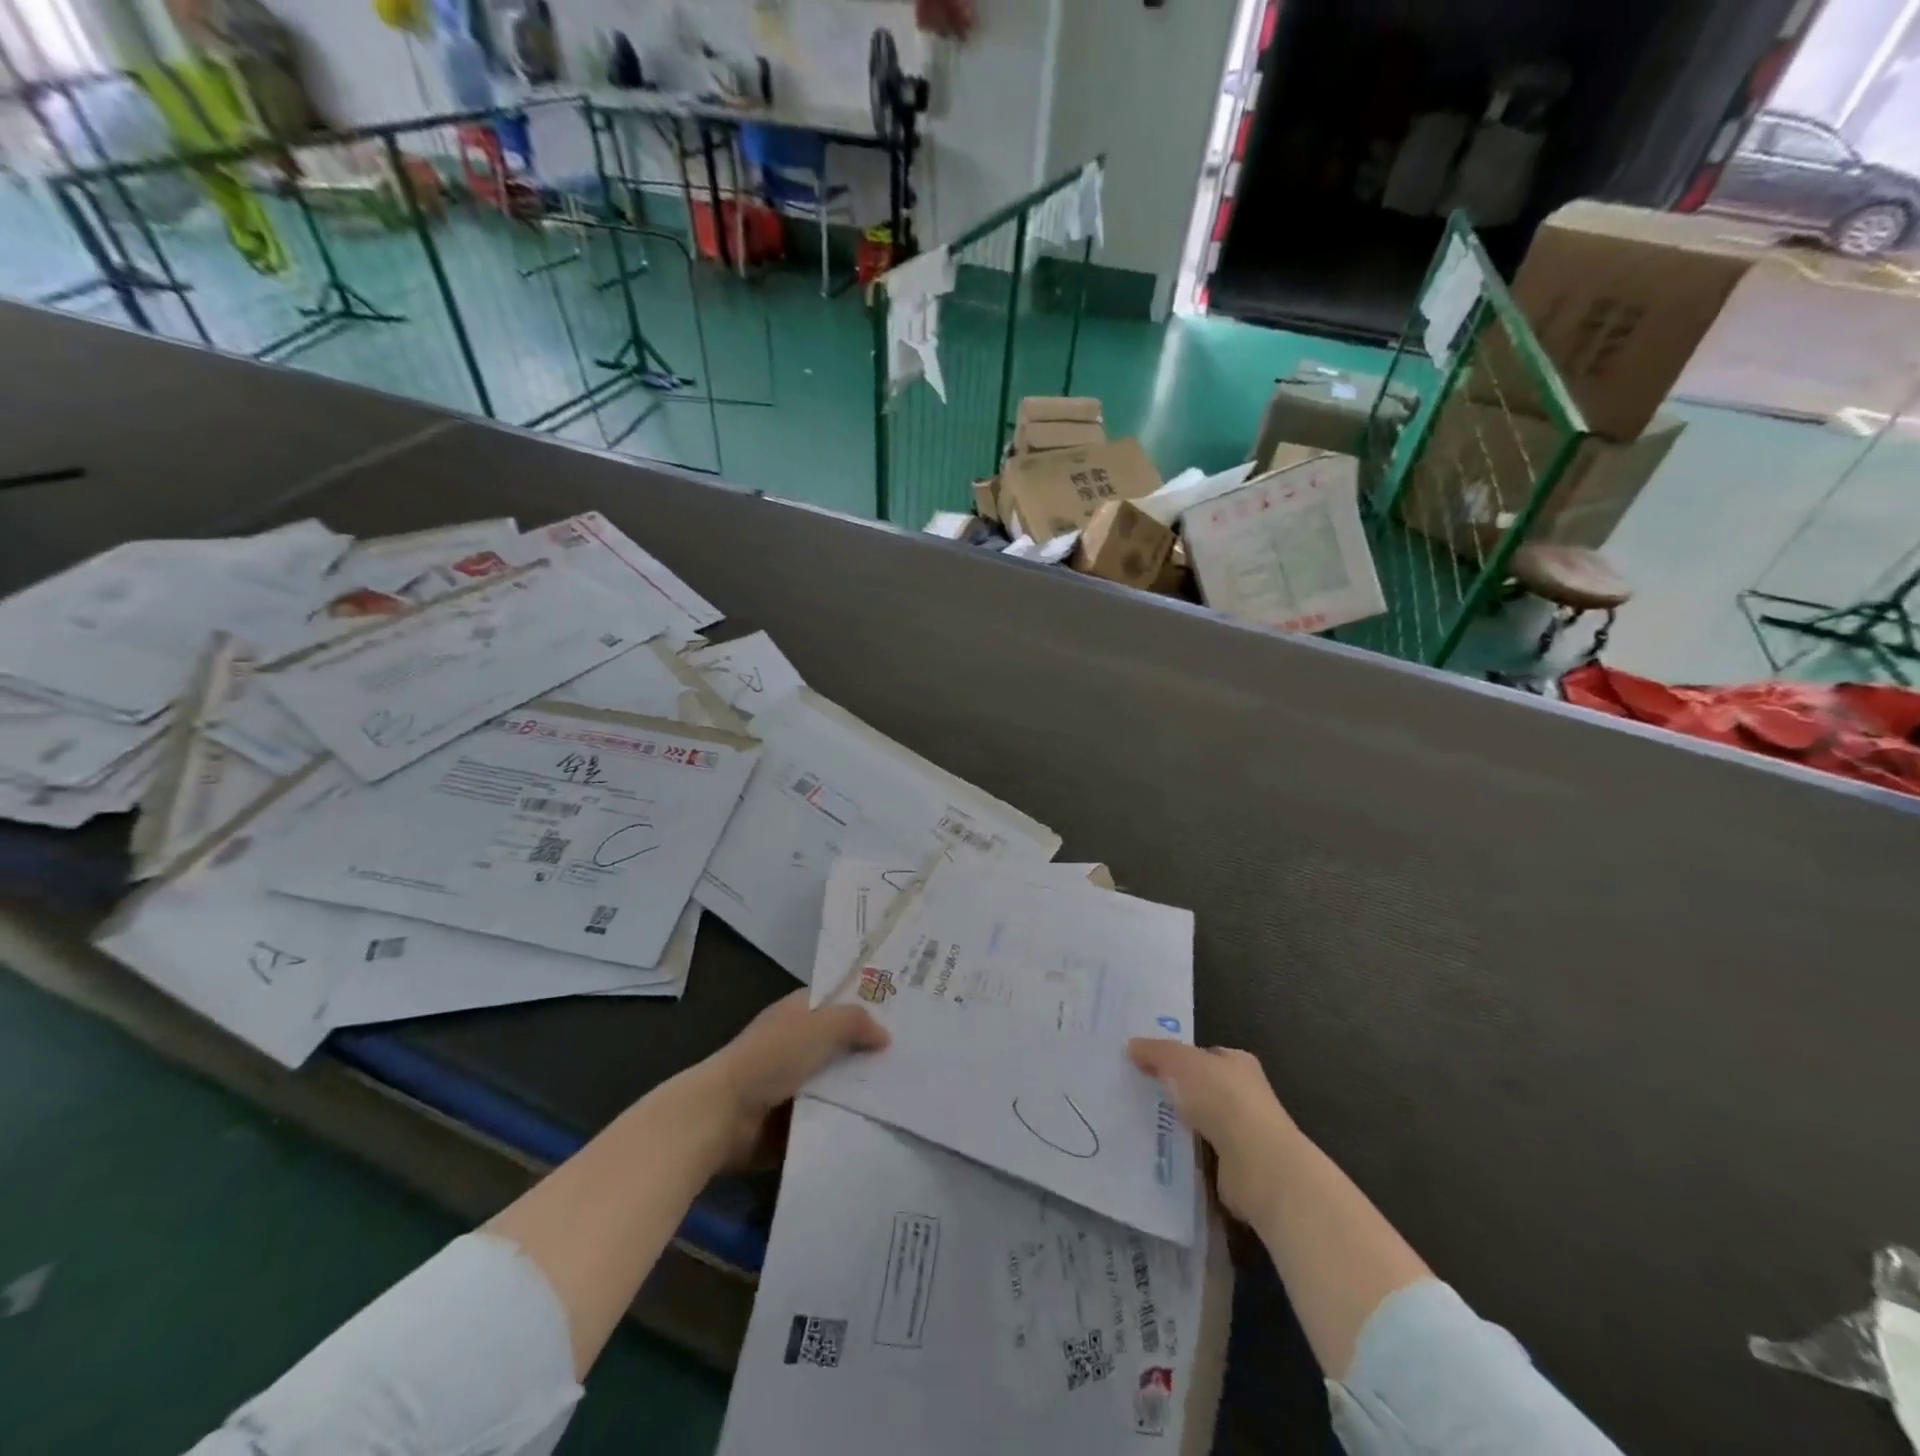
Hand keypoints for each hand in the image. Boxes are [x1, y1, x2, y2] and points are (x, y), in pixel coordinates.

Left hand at [691, 990, 889, 1168]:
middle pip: (841, 1041)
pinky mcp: (791, 1117)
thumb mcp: (820, 1027)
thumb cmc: (771, 1058)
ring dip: (859, 1087)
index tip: (902, 1013)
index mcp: (798, 1011)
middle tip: (913, 1056)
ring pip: (836, 1079)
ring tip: (903, 1090)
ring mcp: (793, 1081)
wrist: (724, 1114)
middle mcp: (796, 1040)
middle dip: (869, 1049)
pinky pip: (826, 1113)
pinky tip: (878, 1119)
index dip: (866, 1003)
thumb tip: (885, 1035)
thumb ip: (855, 1022)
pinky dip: (845, 1116)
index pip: (837, 999)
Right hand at [1128, 1040, 1300, 1225]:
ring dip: (1175, 1126)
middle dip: (1172, 1092)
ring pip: (1197, 1122)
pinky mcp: (1234, 1167)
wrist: (1257, 1164)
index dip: (1175, 1057)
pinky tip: (1157, 1153)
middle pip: (1199, 1088)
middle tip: (1135, 1095)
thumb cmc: (1223, 1100)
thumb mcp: (1181, 1062)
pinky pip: (1199, 1154)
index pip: (1203, 1055)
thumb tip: (1131, 1046)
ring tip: (1137, 1125)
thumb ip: (1156, 1052)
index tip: (1144, 1065)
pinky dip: (1182, 1154)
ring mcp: (1241, 1133)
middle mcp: (1243, 1095)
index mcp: (1237, 1063)